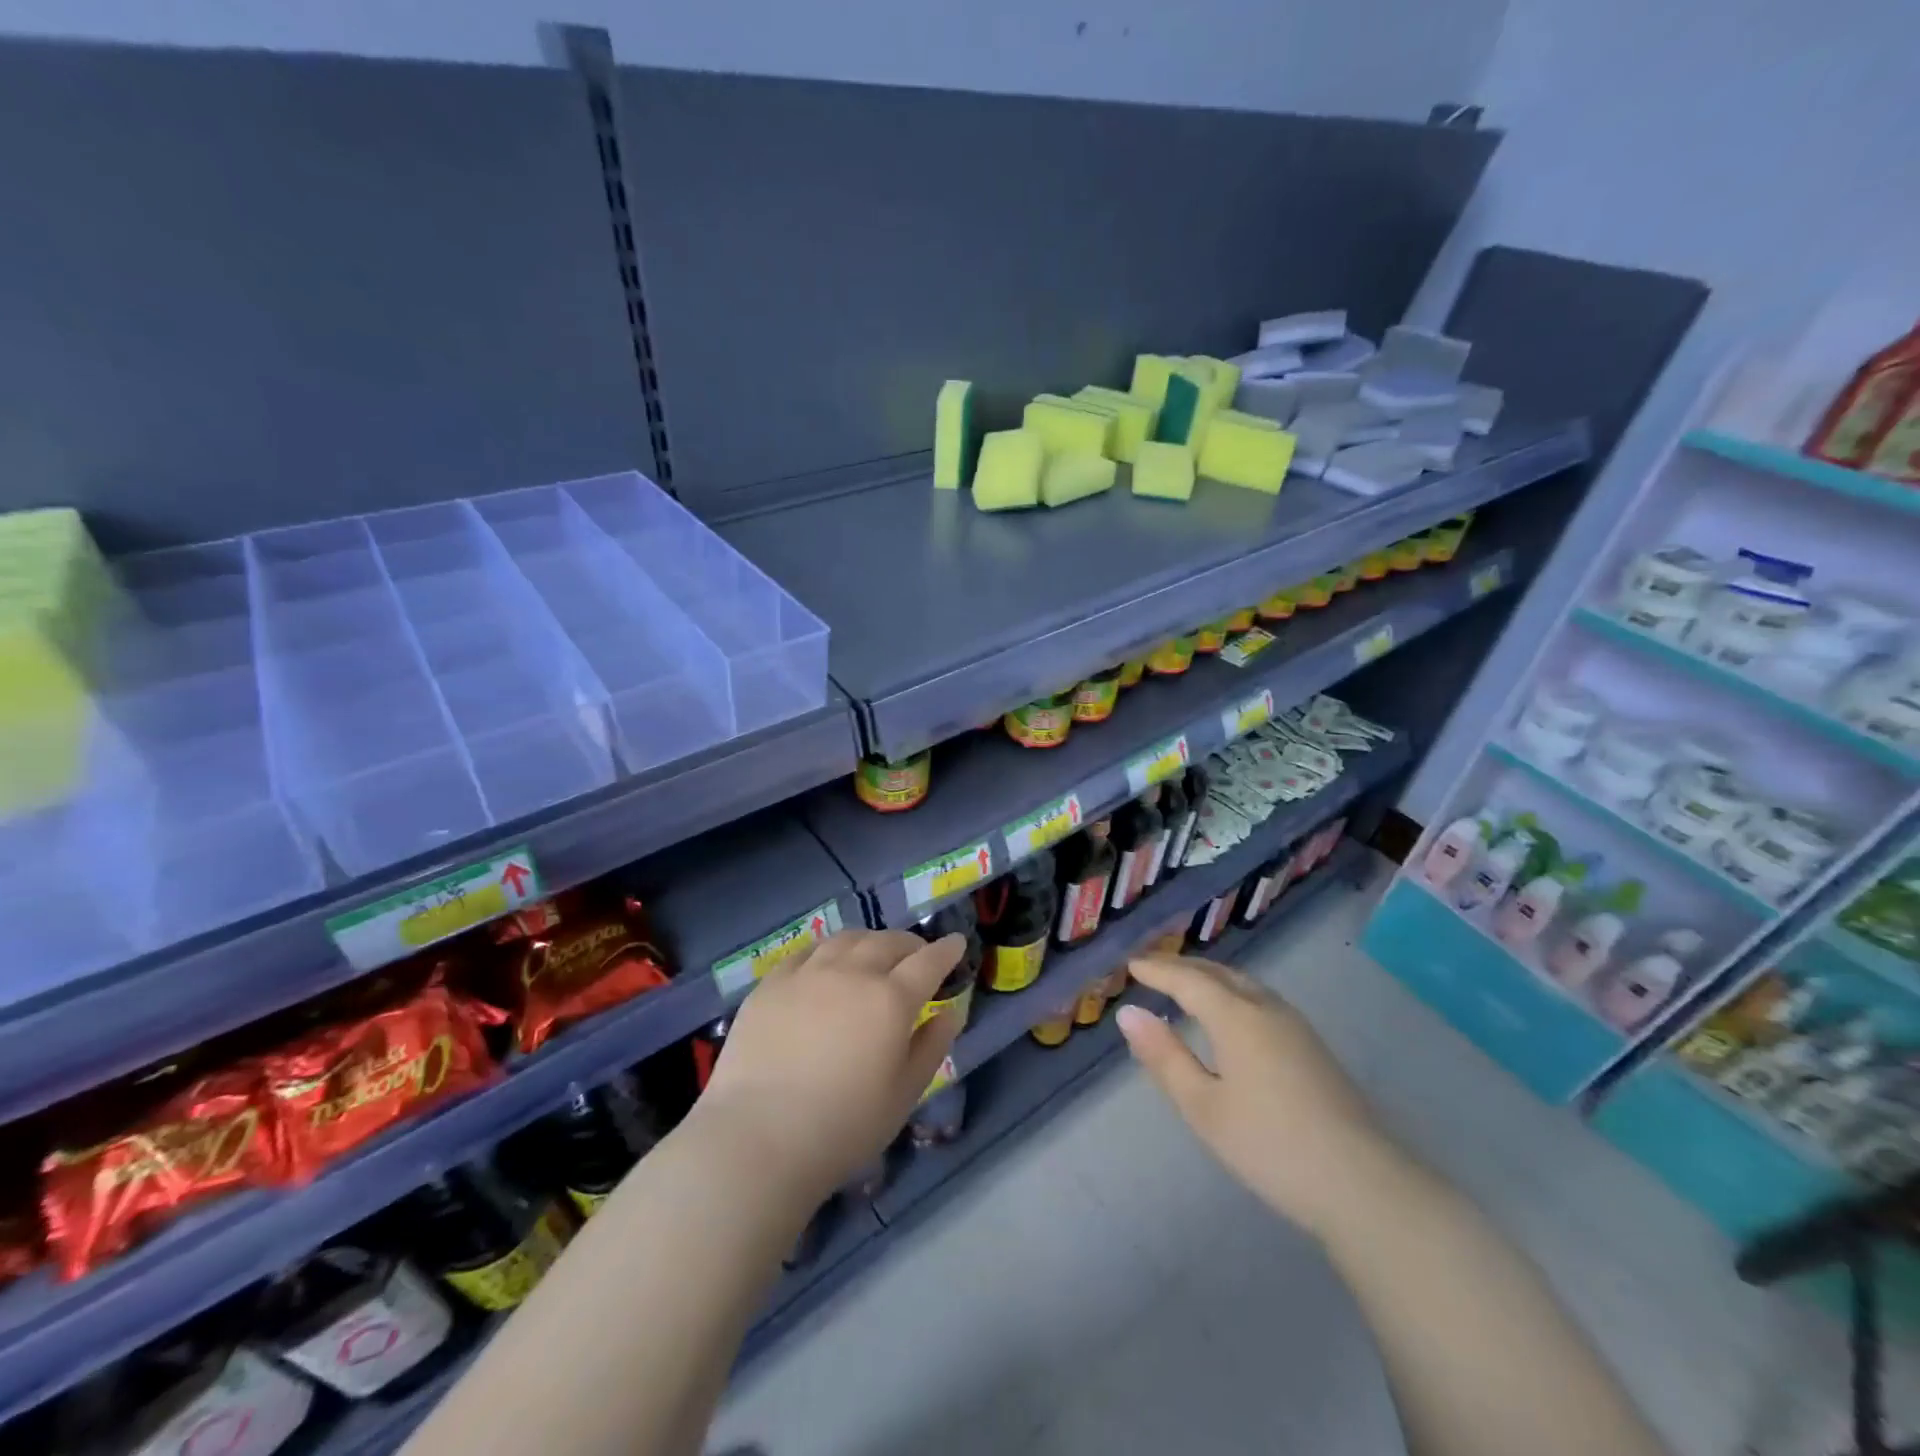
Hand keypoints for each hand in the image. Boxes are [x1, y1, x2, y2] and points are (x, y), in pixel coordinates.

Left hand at [688, 929, 963, 1207]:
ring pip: (847, 939)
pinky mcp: (772, 983)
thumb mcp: (903, 1094)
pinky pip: (807, 951)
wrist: (758, 1138)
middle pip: (888, 942)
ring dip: (869, 941)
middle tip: (917, 955)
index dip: (946, 950)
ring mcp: (808, 973)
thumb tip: (951, 1012)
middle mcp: (852, 972)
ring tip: (873, 953)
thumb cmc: (843, 1127)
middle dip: (910, 944)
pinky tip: (827, 962)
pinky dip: (828, 950)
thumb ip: (931, 1047)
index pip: (928, 961)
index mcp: (891, 999)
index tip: (957, 942)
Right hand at [1117, 954, 1410, 1239]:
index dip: (1157, 971)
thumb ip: (1165, 1057)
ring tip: (1185, 984)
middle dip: (1182, 966)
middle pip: (1218, 973)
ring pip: (1244, 983)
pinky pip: (1260, 998)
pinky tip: (1230, 1014)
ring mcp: (1295, 1025)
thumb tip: (1129, 1014)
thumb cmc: (1271, 1146)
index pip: (1187, 980)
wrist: (1364, 1184)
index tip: (1131, 965)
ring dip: (1210, 976)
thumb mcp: (1203, 1107)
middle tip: (1152, 968)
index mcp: (1236, 1016)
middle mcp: (1266, 1008)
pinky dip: (1232, 991)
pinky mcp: (1312, 1046)